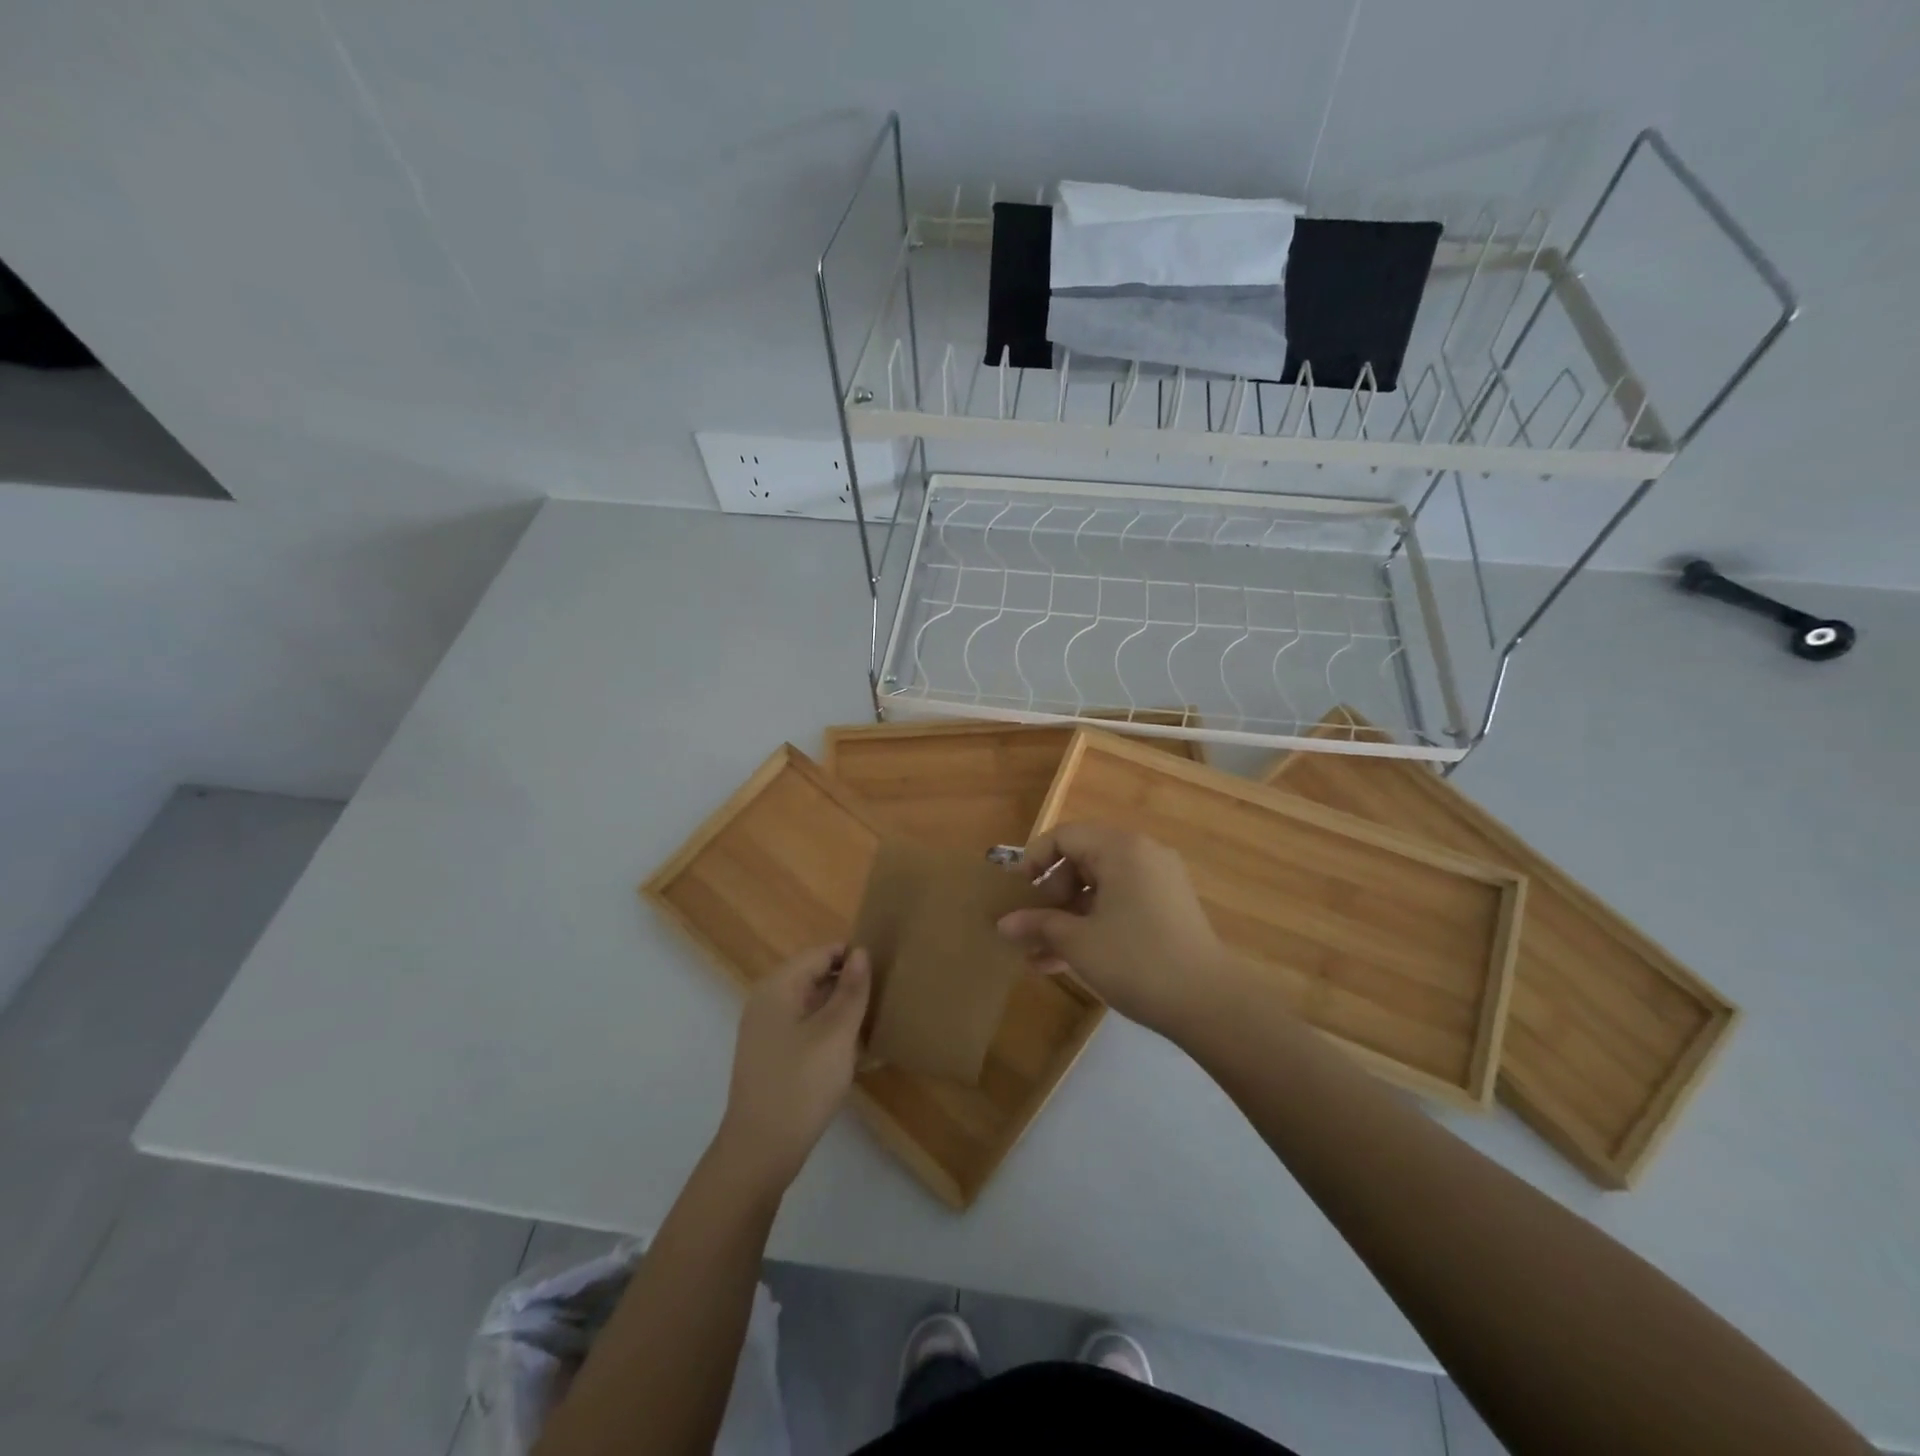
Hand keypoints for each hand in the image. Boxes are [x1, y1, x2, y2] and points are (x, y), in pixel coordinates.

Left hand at [714, 944, 871, 1194]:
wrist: (760, 1152)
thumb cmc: (801, 1085)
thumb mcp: (836, 1033)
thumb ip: (851, 990)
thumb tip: (861, 952)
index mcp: (778, 987)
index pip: (821, 953)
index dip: (853, 957)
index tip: (886, 970)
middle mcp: (767, 1001)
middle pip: (815, 976)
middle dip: (848, 983)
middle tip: (885, 997)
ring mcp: (766, 1030)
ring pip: (812, 1004)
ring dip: (841, 1009)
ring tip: (875, 1020)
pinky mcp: (772, 1055)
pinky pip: (806, 1027)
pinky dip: (829, 1030)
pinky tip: (853, 1049)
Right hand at [996, 823, 1231, 1033]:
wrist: (1210, 1003)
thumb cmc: (1135, 960)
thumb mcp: (1078, 942)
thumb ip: (1038, 925)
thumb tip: (1003, 924)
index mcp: (1120, 848)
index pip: (1064, 836)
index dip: (1033, 861)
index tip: (1016, 895)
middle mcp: (1142, 855)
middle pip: (1081, 860)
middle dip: (1050, 896)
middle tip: (1032, 929)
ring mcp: (1158, 883)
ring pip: (1099, 889)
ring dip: (1067, 917)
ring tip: (1036, 955)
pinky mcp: (1167, 910)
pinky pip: (1119, 905)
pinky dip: (1093, 925)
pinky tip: (1064, 962)